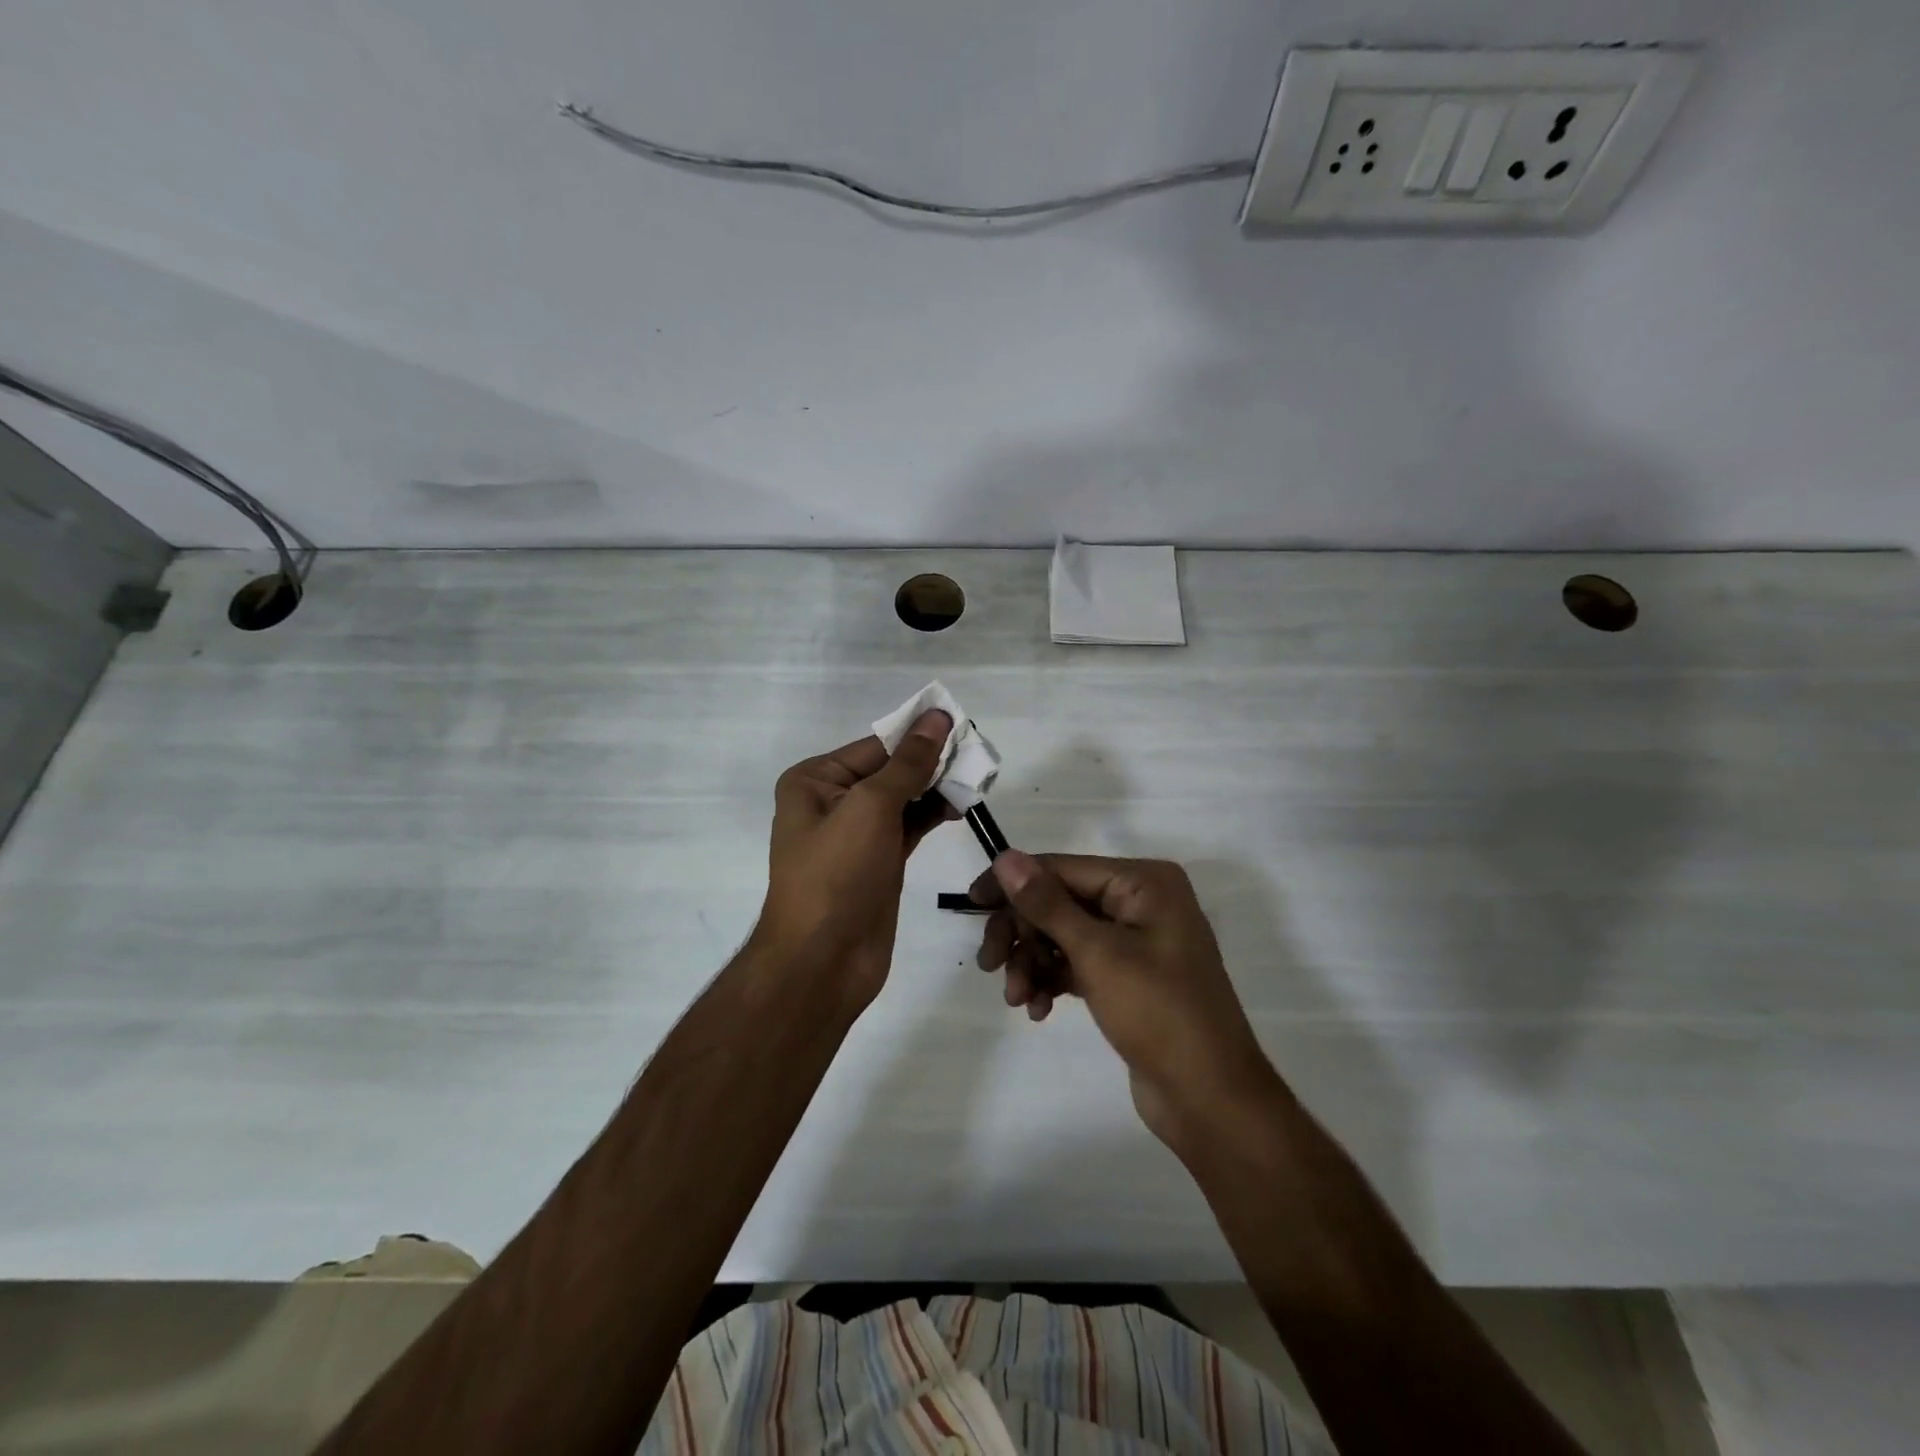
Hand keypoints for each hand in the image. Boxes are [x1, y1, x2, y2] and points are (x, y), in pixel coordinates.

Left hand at [755, 710, 956, 1009]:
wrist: (823, 961)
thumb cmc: (837, 874)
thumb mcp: (871, 807)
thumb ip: (908, 763)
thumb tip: (936, 717)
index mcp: (815, 780)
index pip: (876, 746)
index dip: (918, 736)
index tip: (963, 726)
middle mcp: (832, 801)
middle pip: (890, 770)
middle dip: (931, 763)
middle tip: (977, 756)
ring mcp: (856, 834)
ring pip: (903, 799)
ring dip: (936, 789)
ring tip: (975, 780)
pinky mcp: (879, 862)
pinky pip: (909, 826)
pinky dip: (933, 814)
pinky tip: (960, 806)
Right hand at [970, 851, 1277, 1150]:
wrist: (1210, 1100)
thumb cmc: (1159, 1013)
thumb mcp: (1097, 954)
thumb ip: (1047, 904)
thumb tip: (1004, 857)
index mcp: (1143, 882)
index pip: (1062, 868)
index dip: (1013, 884)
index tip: (972, 904)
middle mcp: (1140, 902)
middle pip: (1059, 901)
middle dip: (1023, 933)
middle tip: (990, 966)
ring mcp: (1135, 940)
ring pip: (1063, 935)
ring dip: (1033, 962)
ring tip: (1017, 999)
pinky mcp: (1127, 976)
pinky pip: (1077, 963)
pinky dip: (1052, 980)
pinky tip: (1037, 1009)